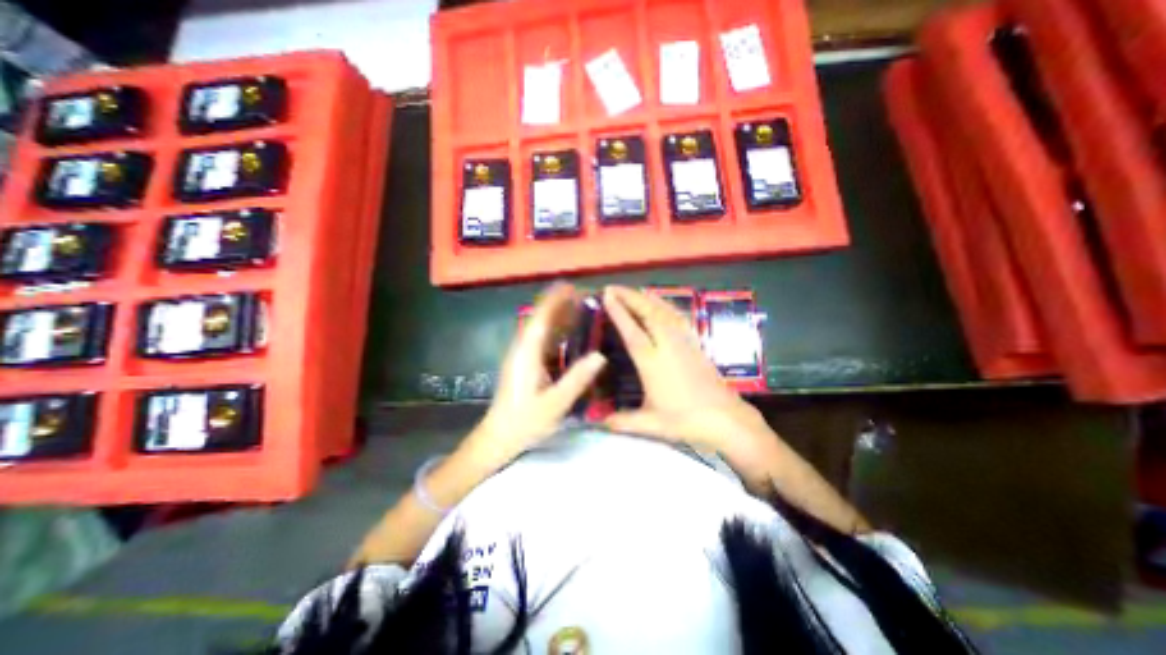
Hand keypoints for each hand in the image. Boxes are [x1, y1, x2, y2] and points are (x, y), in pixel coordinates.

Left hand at [469, 284, 611, 468]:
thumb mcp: (555, 403)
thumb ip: (577, 379)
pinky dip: (554, 330)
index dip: (555, 300)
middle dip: (559, 304)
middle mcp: (522, 348)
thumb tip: (600, 355)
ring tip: (579, 307)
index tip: (571, 286)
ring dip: (557, 315)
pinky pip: (540, 339)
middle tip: (584, 297)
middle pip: (540, 318)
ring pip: (540, 327)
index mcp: (527, 353)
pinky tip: (568, 333)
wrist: (498, 437)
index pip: (542, 318)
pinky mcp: (523, 363)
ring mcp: (521, 355)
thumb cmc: (525, 421)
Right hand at [601, 284, 772, 459]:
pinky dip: (667, 306)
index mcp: (652, 363)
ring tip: (634, 291)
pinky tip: (662, 303)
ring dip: (647, 298)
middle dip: (630, 297)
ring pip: (664, 311)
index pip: (632, 331)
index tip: (607, 295)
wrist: (725, 418)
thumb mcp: (650, 424)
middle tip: (613, 288)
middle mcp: (668, 346)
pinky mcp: (695, 343)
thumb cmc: (686, 421)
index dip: (619, 311)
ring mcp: (684, 342)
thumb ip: (621, 421)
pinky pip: (678, 317)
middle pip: (648, 313)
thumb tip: (596, 422)